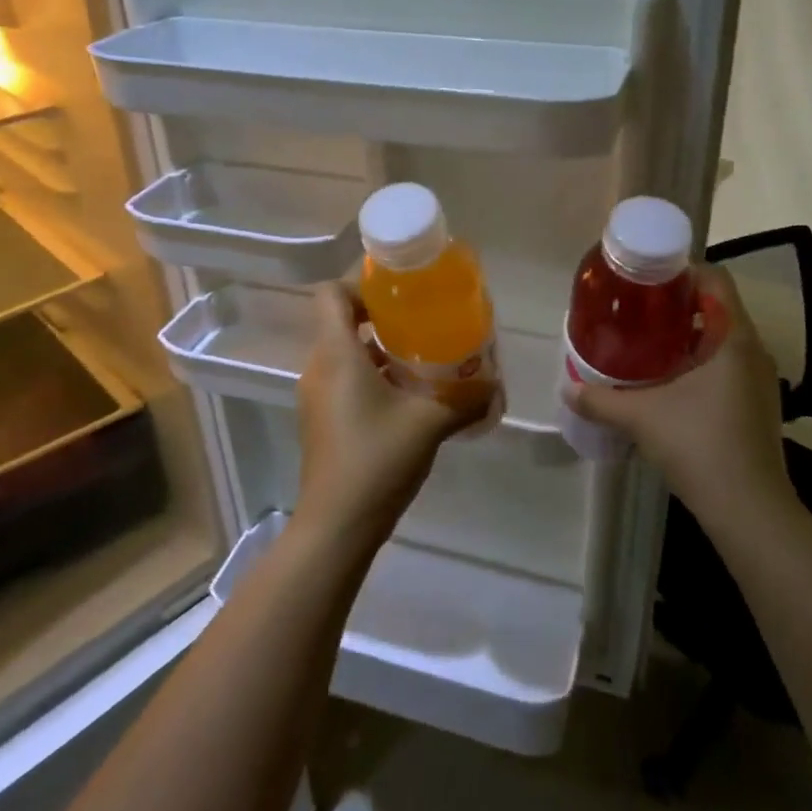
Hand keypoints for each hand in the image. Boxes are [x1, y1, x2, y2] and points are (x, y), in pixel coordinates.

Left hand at [294, 283, 494, 553]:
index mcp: (337, 355)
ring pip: (344, 353)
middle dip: (381, 317)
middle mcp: (319, 368)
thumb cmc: (377, 459)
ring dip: (379, 349)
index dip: (361, 285)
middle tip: (423, 323)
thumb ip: (465, 399)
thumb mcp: (430, 423)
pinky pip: (344, 379)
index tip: (400, 294)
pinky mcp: (321, 420)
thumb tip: (495, 386)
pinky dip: (371, 376)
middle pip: (340, 322)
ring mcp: (316, 396)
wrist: (337, 525)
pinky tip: (407, 395)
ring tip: (422, 357)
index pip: (331, 294)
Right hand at [566, 265, 788, 526]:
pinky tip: (669, 381)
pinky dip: (700, 362)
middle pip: (719, 307)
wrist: (749, 510)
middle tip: (638, 311)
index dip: (683, 271)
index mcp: (734, 339)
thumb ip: (600, 400)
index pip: (716, 279)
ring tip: (648, 342)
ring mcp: (760, 380)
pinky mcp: (758, 405)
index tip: (647, 281)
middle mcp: (753, 351)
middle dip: (678, 305)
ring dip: (689, 336)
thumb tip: (567, 388)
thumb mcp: (641, 417)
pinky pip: (728, 366)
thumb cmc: (699, 446)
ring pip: (723, 339)